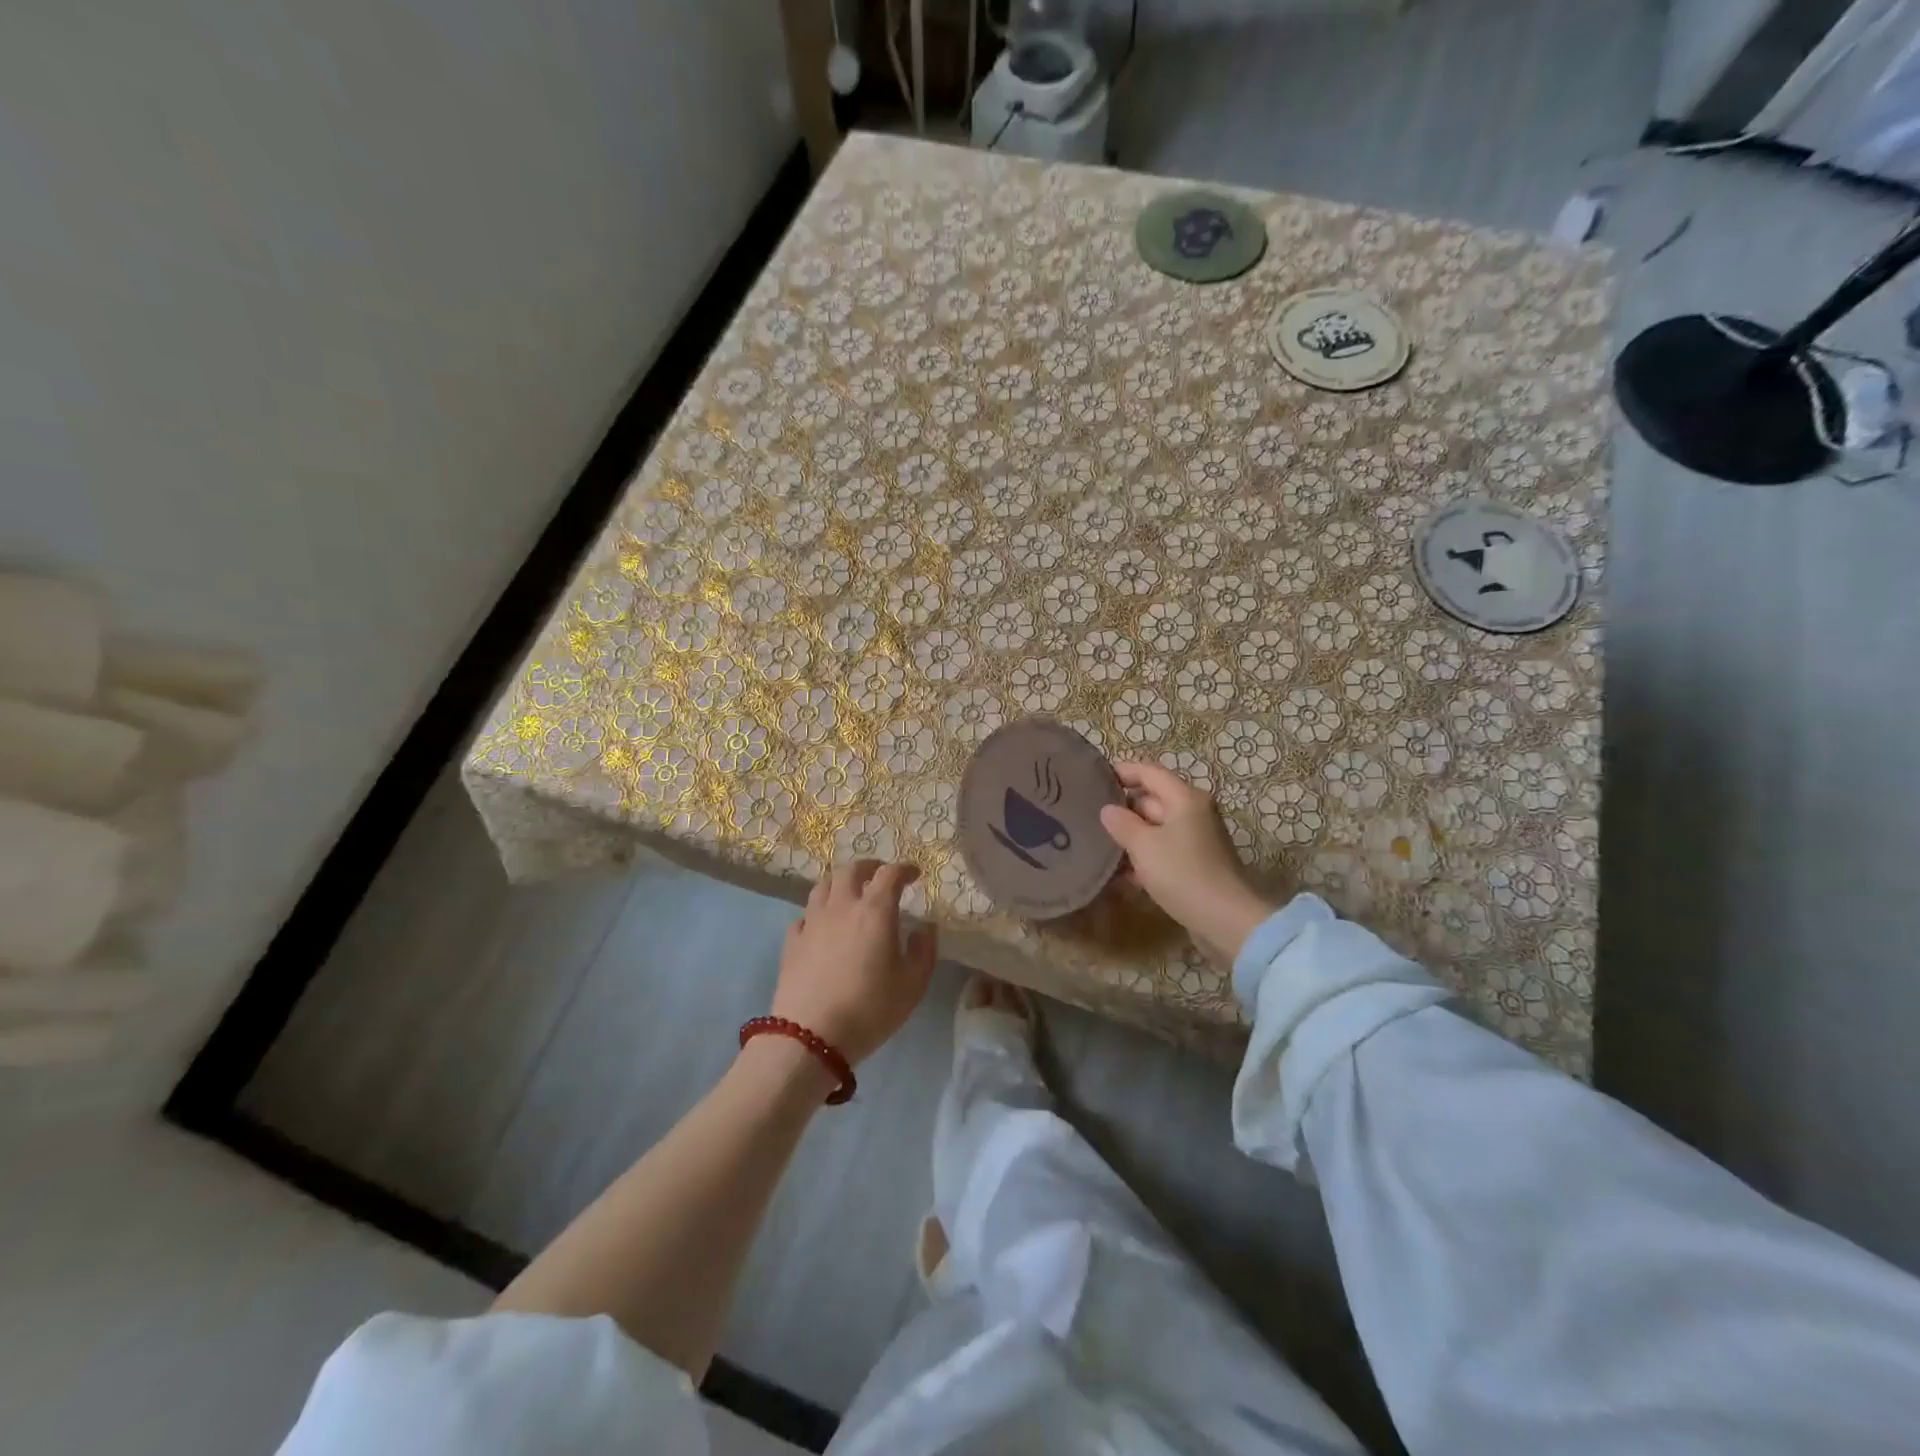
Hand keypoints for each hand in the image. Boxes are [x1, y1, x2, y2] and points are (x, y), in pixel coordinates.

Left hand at [775, 860, 936, 1065]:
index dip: (904, 869)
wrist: (811, 1037)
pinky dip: (817, 913)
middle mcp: (841, 907)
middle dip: (869, 867)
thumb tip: (924, 927)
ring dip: (840, 883)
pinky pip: (804, 915)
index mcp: (874, 911)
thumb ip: (924, 950)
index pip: (890, 874)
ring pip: (823, 886)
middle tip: (880, 876)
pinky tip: (823, 927)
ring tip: (850, 895)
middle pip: (850, 870)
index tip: (914, 875)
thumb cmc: (870, 1009)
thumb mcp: (913, 985)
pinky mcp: (792, 942)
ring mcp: (812, 922)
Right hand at [1099, 762, 1276, 967]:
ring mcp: (1196, 841)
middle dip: (1123, 809)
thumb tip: (1108, 810)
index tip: (1094, 779)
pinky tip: (1120, 876)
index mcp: (1185, 799)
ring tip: (1098, 846)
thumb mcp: (1144, 845)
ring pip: (1155, 830)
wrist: (1226, 921)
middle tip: (1089, 816)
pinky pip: (1163, 853)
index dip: (1122, 772)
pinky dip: (1144, 859)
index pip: (1150, 773)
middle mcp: (1194, 814)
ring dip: (1130, 838)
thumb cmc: (1182, 873)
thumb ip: (1122, 823)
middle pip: (1152, 801)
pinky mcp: (1195, 866)